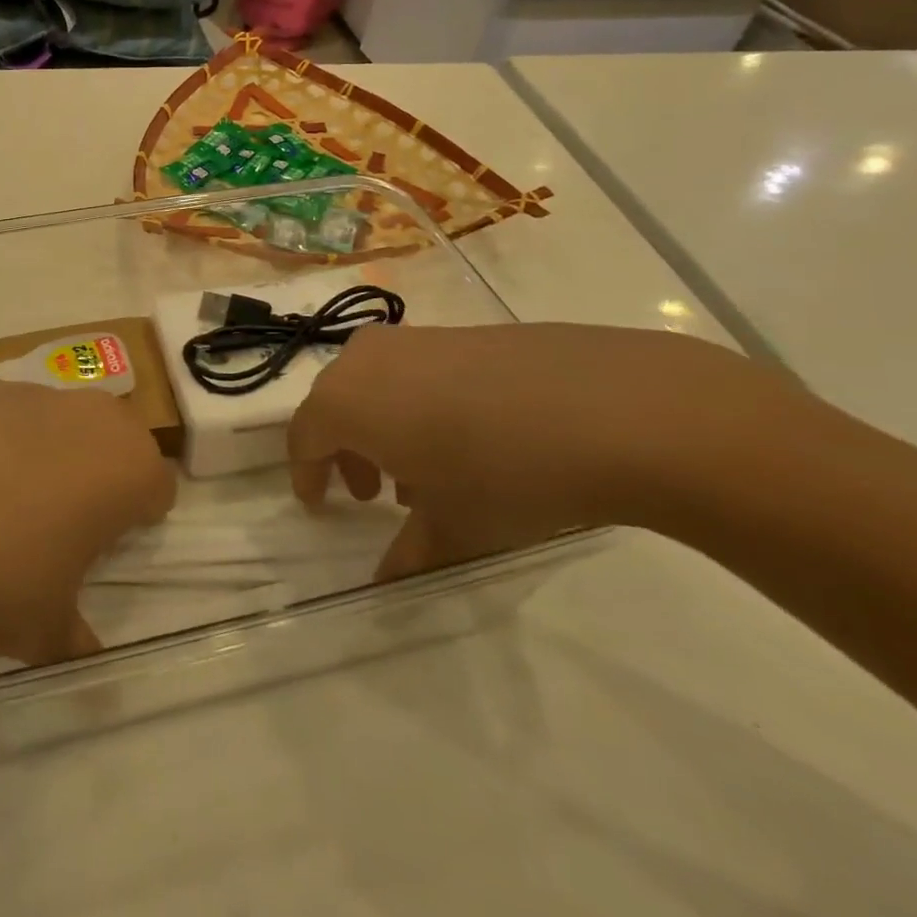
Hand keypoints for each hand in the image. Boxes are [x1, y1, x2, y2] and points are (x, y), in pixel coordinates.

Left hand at [0, 382, 176, 663]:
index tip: (106, 548)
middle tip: (63, 521)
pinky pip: (8, 413)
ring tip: (0, 500)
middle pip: (117, 440)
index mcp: (126, 468)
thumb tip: (86, 657)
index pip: (159, 487)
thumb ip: (75, 641)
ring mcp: (34, 393)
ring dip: (50, 452)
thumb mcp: (42, 629)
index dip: (137, 519)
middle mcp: (91, 417)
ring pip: (62, 421)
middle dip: (102, 474)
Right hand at [287, 323, 802, 578]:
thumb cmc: (505, 473)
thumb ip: (407, 557)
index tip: (319, 506)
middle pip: (335, 405)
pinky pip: (416, 371)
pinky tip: (468, 441)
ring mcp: (416, 339)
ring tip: (424, 474)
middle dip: (346, 451)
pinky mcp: (461, 332)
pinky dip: (419, 406)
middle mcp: (366, 359)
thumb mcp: (452, 529)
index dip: (307, 475)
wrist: (613, 407)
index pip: (303, 438)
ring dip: (383, 429)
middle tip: (370, 494)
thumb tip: (386, 583)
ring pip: (375, 385)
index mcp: (345, 400)